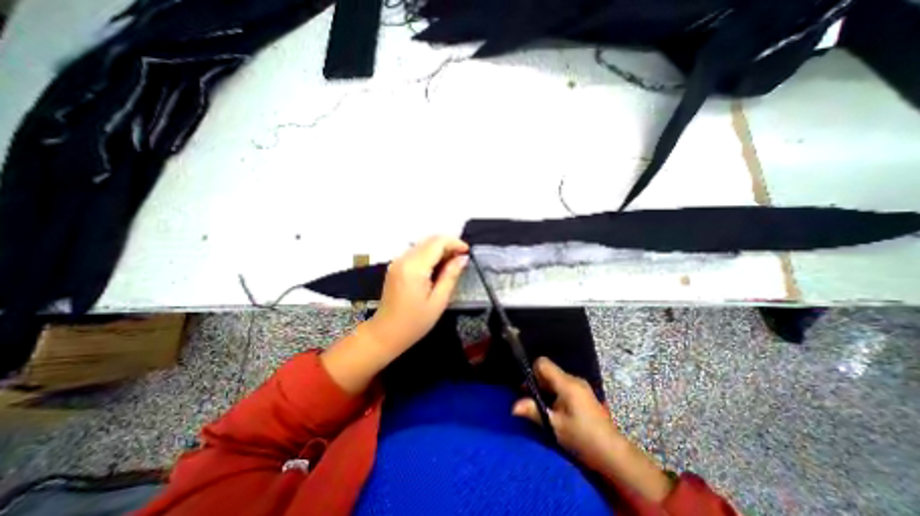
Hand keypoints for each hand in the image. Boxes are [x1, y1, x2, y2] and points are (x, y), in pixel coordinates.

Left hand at [366, 237, 467, 354]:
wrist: (385, 333)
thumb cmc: (414, 322)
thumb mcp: (438, 301)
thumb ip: (450, 276)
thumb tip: (462, 258)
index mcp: (414, 268)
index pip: (437, 243)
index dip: (455, 243)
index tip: (467, 252)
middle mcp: (403, 259)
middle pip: (429, 240)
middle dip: (448, 244)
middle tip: (462, 259)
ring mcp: (397, 261)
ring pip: (423, 244)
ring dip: (440, 249)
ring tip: (453, 263)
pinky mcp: (396, 265)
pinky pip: (416, 252)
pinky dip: (430, 254)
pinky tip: (438, 267)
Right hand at [510, 356, 624, 469]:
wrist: (614, 454)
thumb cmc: (583, 438)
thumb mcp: (555, 426)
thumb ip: (534, 411)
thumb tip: (513, 407)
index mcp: (566, 383)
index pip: (542, 363)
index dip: (532, 372)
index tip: (527, 389)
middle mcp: (573, 379)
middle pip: (548, 371)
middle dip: (537, 383)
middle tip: (532, 402)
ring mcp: (580, 386)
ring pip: (555, 379)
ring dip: (546, 390)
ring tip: (543, 409)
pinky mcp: (584, 394)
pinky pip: (563, 386)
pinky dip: (555, 394)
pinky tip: (556, 411)